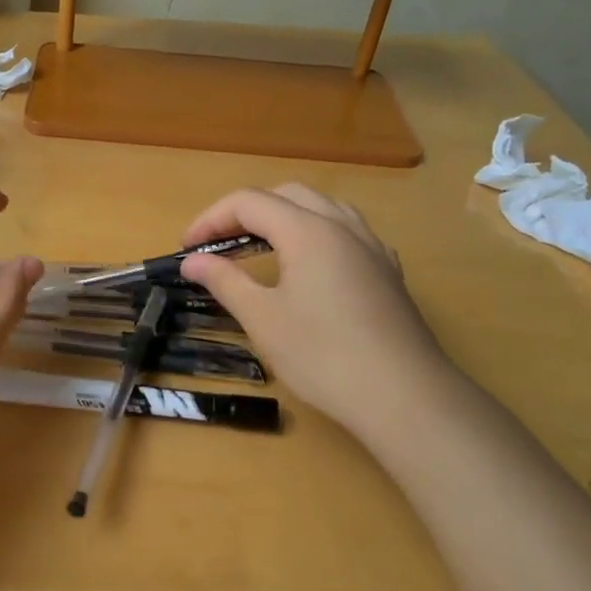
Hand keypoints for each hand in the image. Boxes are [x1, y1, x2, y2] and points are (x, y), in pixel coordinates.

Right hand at [178, 185, 458, 443]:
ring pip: (321, 208)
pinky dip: (315, 234)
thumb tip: (194, 261)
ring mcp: (371, 246)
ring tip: (260, 247)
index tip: (186, 248)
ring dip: (283, 217)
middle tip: (218, 244)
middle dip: (245, 212)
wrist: (404, 395)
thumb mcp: (263, 318)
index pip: (249, 202)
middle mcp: (342, 225)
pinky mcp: (387, 271)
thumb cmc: (323, 355)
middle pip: (286, 195)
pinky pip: (346, 231)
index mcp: (308, 230)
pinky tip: (309, 267)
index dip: (210, 219)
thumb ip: (225, 281)